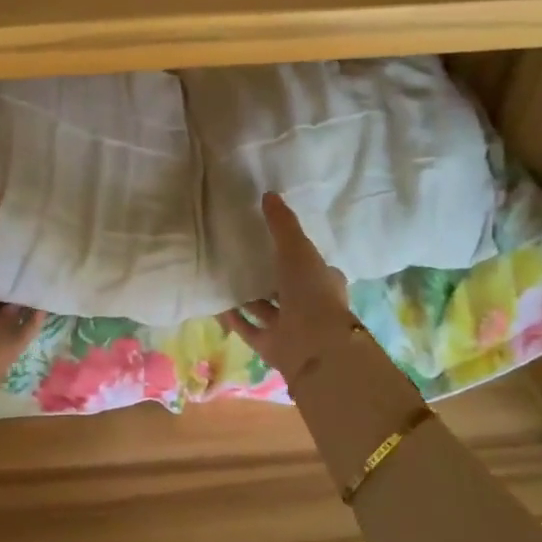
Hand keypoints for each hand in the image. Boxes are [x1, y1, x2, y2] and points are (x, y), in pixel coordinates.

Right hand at [219, 193, 353, 379]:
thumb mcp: (297, 249)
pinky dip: (236, 319)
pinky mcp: (272, 346)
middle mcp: (309, 305)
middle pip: (287, 288)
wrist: (313, 344)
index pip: (311, 266)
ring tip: (226, 279)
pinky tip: (218, 305)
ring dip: (251, 298)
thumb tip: (269, 194)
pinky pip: (250, 329)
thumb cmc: (311, 291)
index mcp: (323, 282)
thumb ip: (282, 224)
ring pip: (267, 309)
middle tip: (244, 259)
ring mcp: (291, 327)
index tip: (274, 242)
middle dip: (270, 277)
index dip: (297, 254)